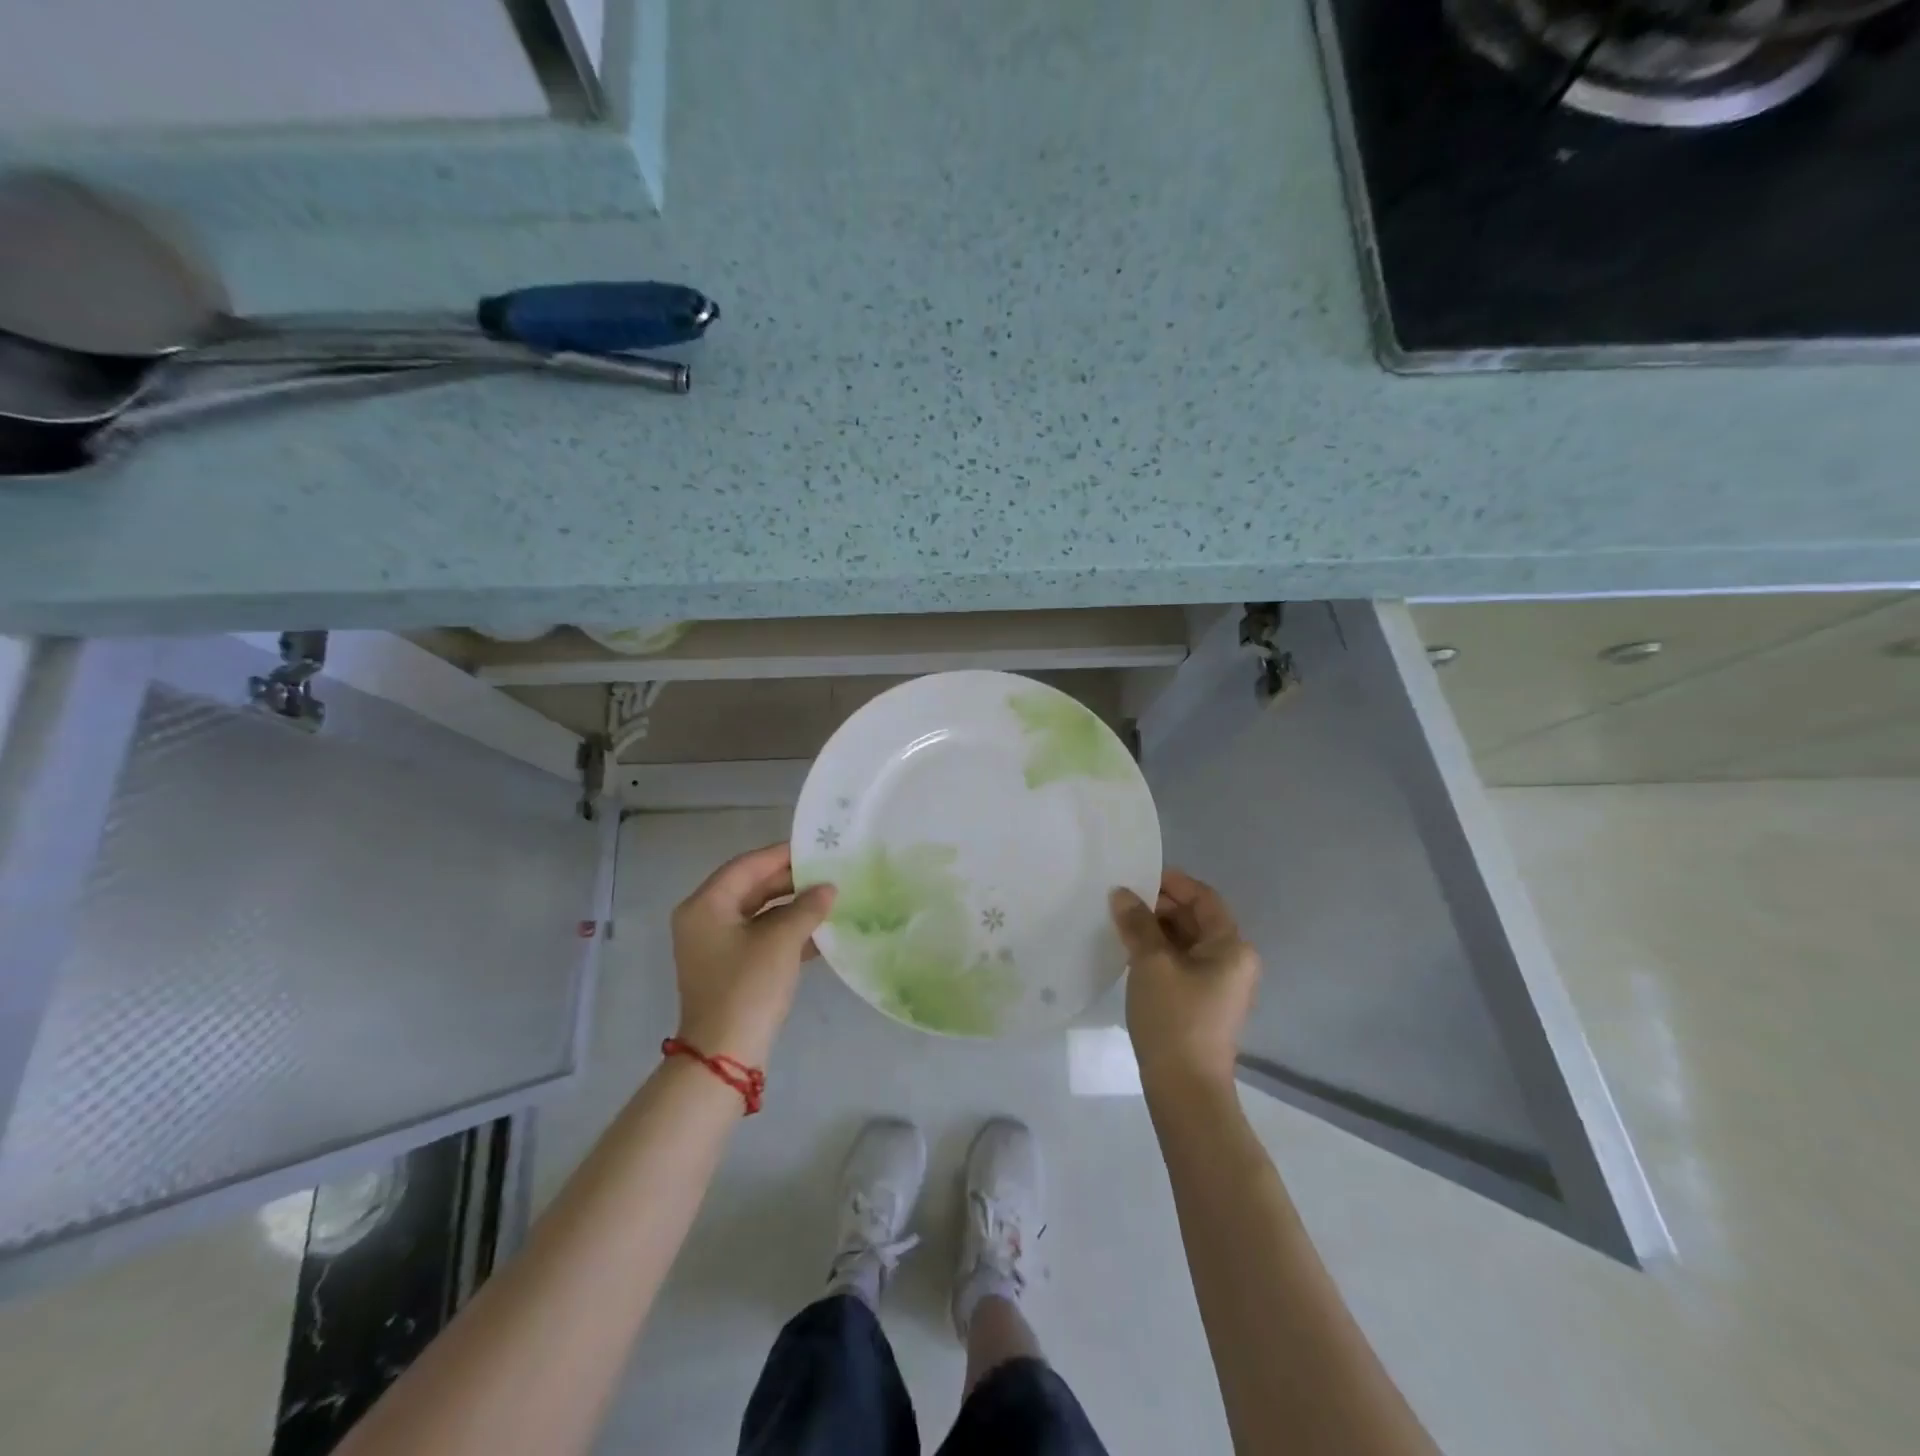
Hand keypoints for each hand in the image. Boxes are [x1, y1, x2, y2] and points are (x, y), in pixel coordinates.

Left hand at [670, 843, 835, 1067]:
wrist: (725, 1056)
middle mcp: (704, 920)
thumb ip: (807, 907)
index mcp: (705, 906)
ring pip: (759, 913)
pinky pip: (760, 937)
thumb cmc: (748, 987)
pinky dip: (787, 932)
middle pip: (751, 888)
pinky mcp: (730, 967)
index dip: (782, 855)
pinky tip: (820, 933)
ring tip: (830, 899)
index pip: (747, 866)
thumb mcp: (781, 941)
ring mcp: (716, 946)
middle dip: (791, 882)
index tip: (816, 847)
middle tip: (828, 872)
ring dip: (793, 908)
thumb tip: (829, 888)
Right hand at [1110, 869, 1259, 1093]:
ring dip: (1156, 929)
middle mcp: (1233, 961)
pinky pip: (1182, 963)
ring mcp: (1220, 984)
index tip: (1137, 875)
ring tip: (1121, 921)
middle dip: (1160, 905)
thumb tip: (1122, 893)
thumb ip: (1137, 922)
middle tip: (1122, 898)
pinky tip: (1131, 951)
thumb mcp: (1151, 963)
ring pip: (1187, 942)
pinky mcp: (1203, 1003)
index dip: (1172, 882)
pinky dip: (1159, 951)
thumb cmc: (1174, 1017)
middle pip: (1196, 918)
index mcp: (1232, 946)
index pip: (1204, 898)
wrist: (1185, 1088)